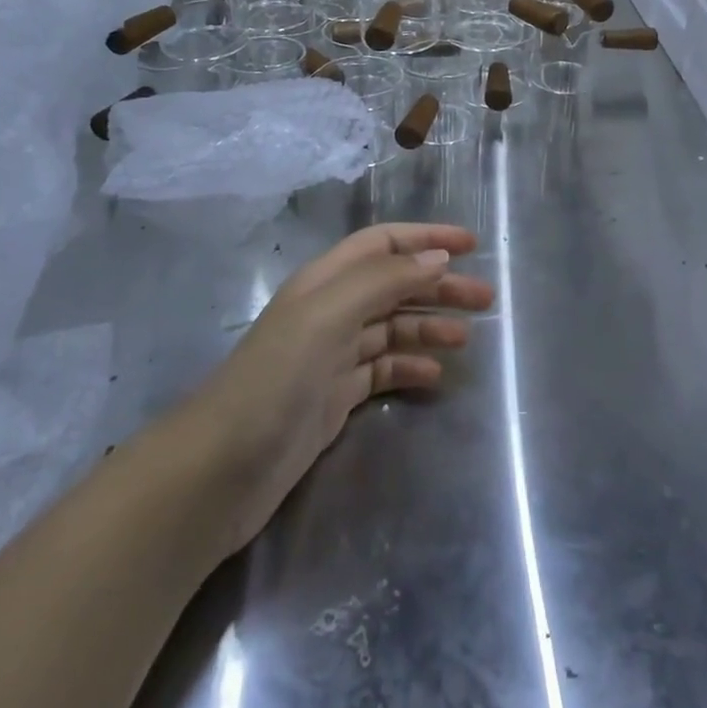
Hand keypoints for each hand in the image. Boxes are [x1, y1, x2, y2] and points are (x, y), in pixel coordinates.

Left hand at [168, 222, 491, 557]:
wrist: (220, 469)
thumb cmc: (275, 378)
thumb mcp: (328, 314)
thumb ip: (384, 280)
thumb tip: (438, 258)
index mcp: (326, 281)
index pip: (384, 244)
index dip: (426, 238)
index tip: (473, 245)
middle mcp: (331, 310)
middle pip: (395, 285)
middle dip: (440, 287)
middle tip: (486, 300)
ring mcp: (332, 356)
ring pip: (393, 328)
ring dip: (429, 326)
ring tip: (467, 339)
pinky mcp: (335, 398)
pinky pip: (383, 370)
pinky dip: (410, 367)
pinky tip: (434, 377)